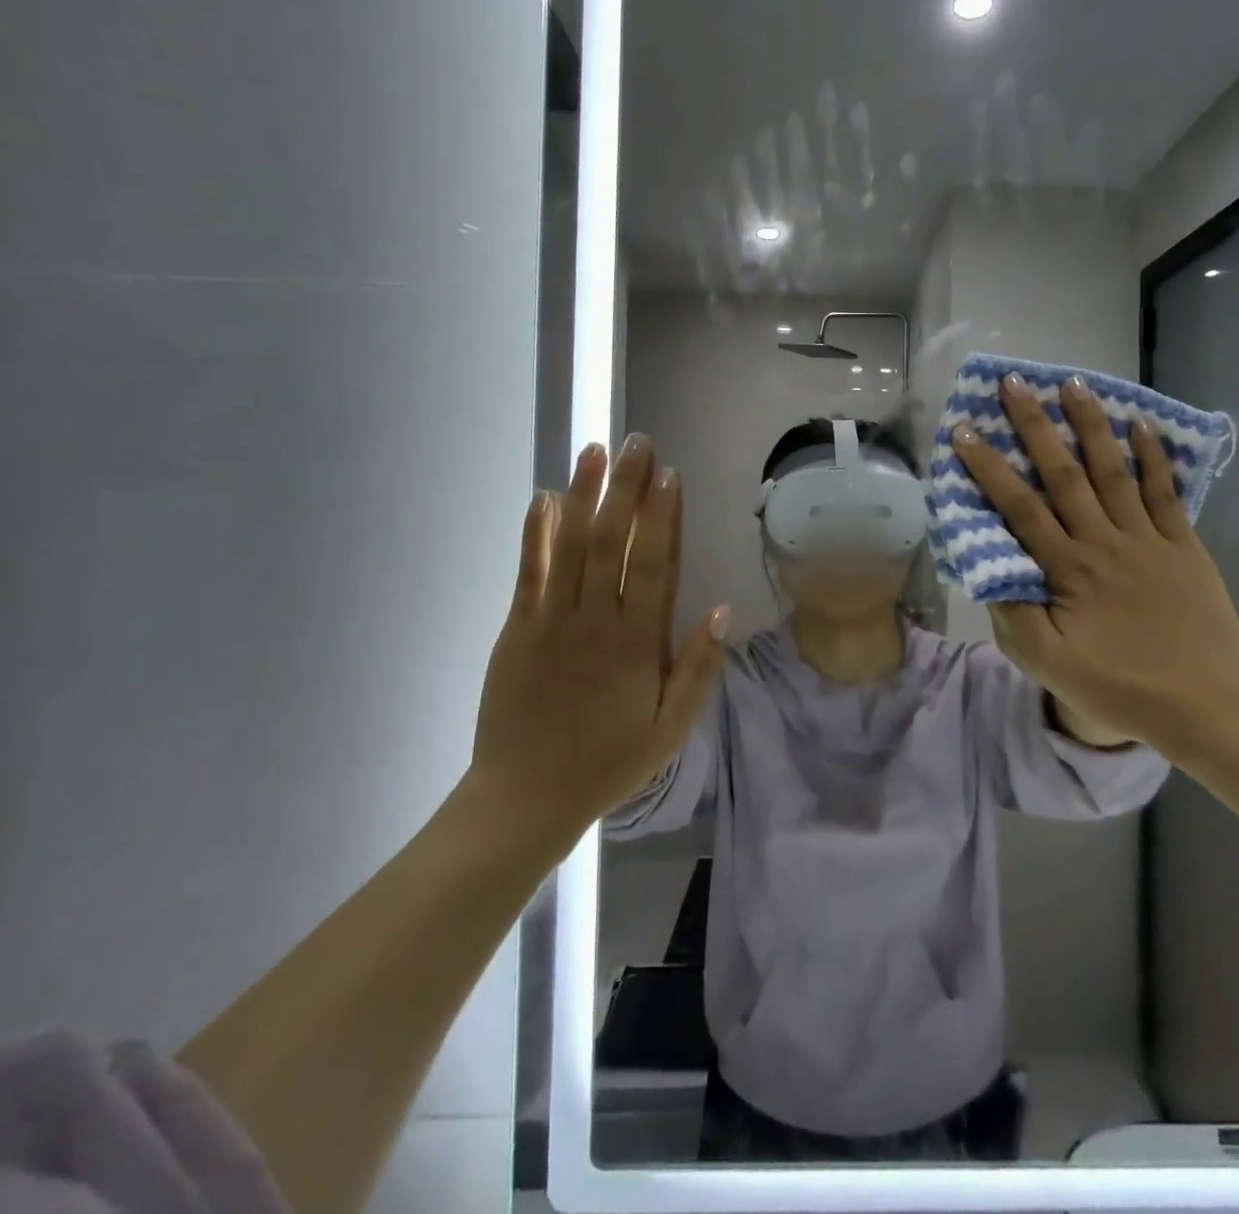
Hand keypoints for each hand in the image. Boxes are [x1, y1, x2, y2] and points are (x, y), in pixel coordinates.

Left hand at [469, 435, 729, 837]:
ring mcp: (552, 621)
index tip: (669, 473)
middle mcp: (596, 620)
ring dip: (583, 495)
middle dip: (626, 488)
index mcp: (638, 642)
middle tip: (636, 442)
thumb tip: (721, 609)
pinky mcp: (517, 629)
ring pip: (570, 545)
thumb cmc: (608, 761)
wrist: (526, 796)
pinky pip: (528, 571)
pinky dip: (535, 533)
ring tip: (593, 452)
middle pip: (614, 541)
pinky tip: (543, 498)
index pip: (655, 563)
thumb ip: (698, 668)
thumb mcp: (671, 728)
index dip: (663, 516)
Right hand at [951, 375, 1238, 754]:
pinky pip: (1164, 492)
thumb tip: (989, 571)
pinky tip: (1140, 424)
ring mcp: (1147, 539)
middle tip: (1015, 383)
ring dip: (1091, 425)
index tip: (965, 431)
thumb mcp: (1050, 666)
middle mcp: (1104, 542)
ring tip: (1073, 383)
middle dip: (1035, 426)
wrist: (1208, 704)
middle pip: (1063, 474)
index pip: (1020, 508)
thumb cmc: (1122, 688)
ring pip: (1113, 471)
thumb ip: (1014, 617)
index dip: (990, 468)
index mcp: (1068, 570)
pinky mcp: (1182, 545)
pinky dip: (1152, 457)